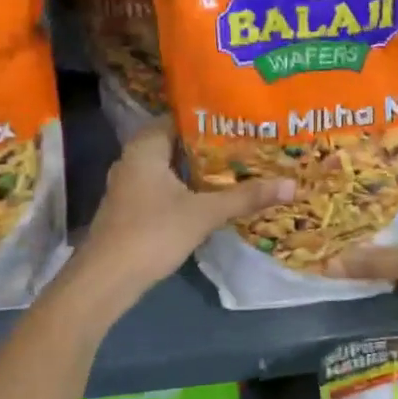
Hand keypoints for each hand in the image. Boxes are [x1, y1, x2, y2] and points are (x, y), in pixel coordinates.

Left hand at [79, 120, 294, 293]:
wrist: (106, 280)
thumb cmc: (152, 233)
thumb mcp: (204, 213)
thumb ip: (245, 197)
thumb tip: (291, 184)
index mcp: (145, 147)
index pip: (179, 118)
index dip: (210, 118)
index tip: (240, 120)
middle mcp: (132, 159)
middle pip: (176, 143)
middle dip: (209, 146)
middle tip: (246, 144)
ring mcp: (128, 185)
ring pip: (169, 168)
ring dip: (197, 170)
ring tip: (236, 168)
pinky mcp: (130, 208)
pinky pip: (163, 187)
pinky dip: (185, 188)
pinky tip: (210, 197)